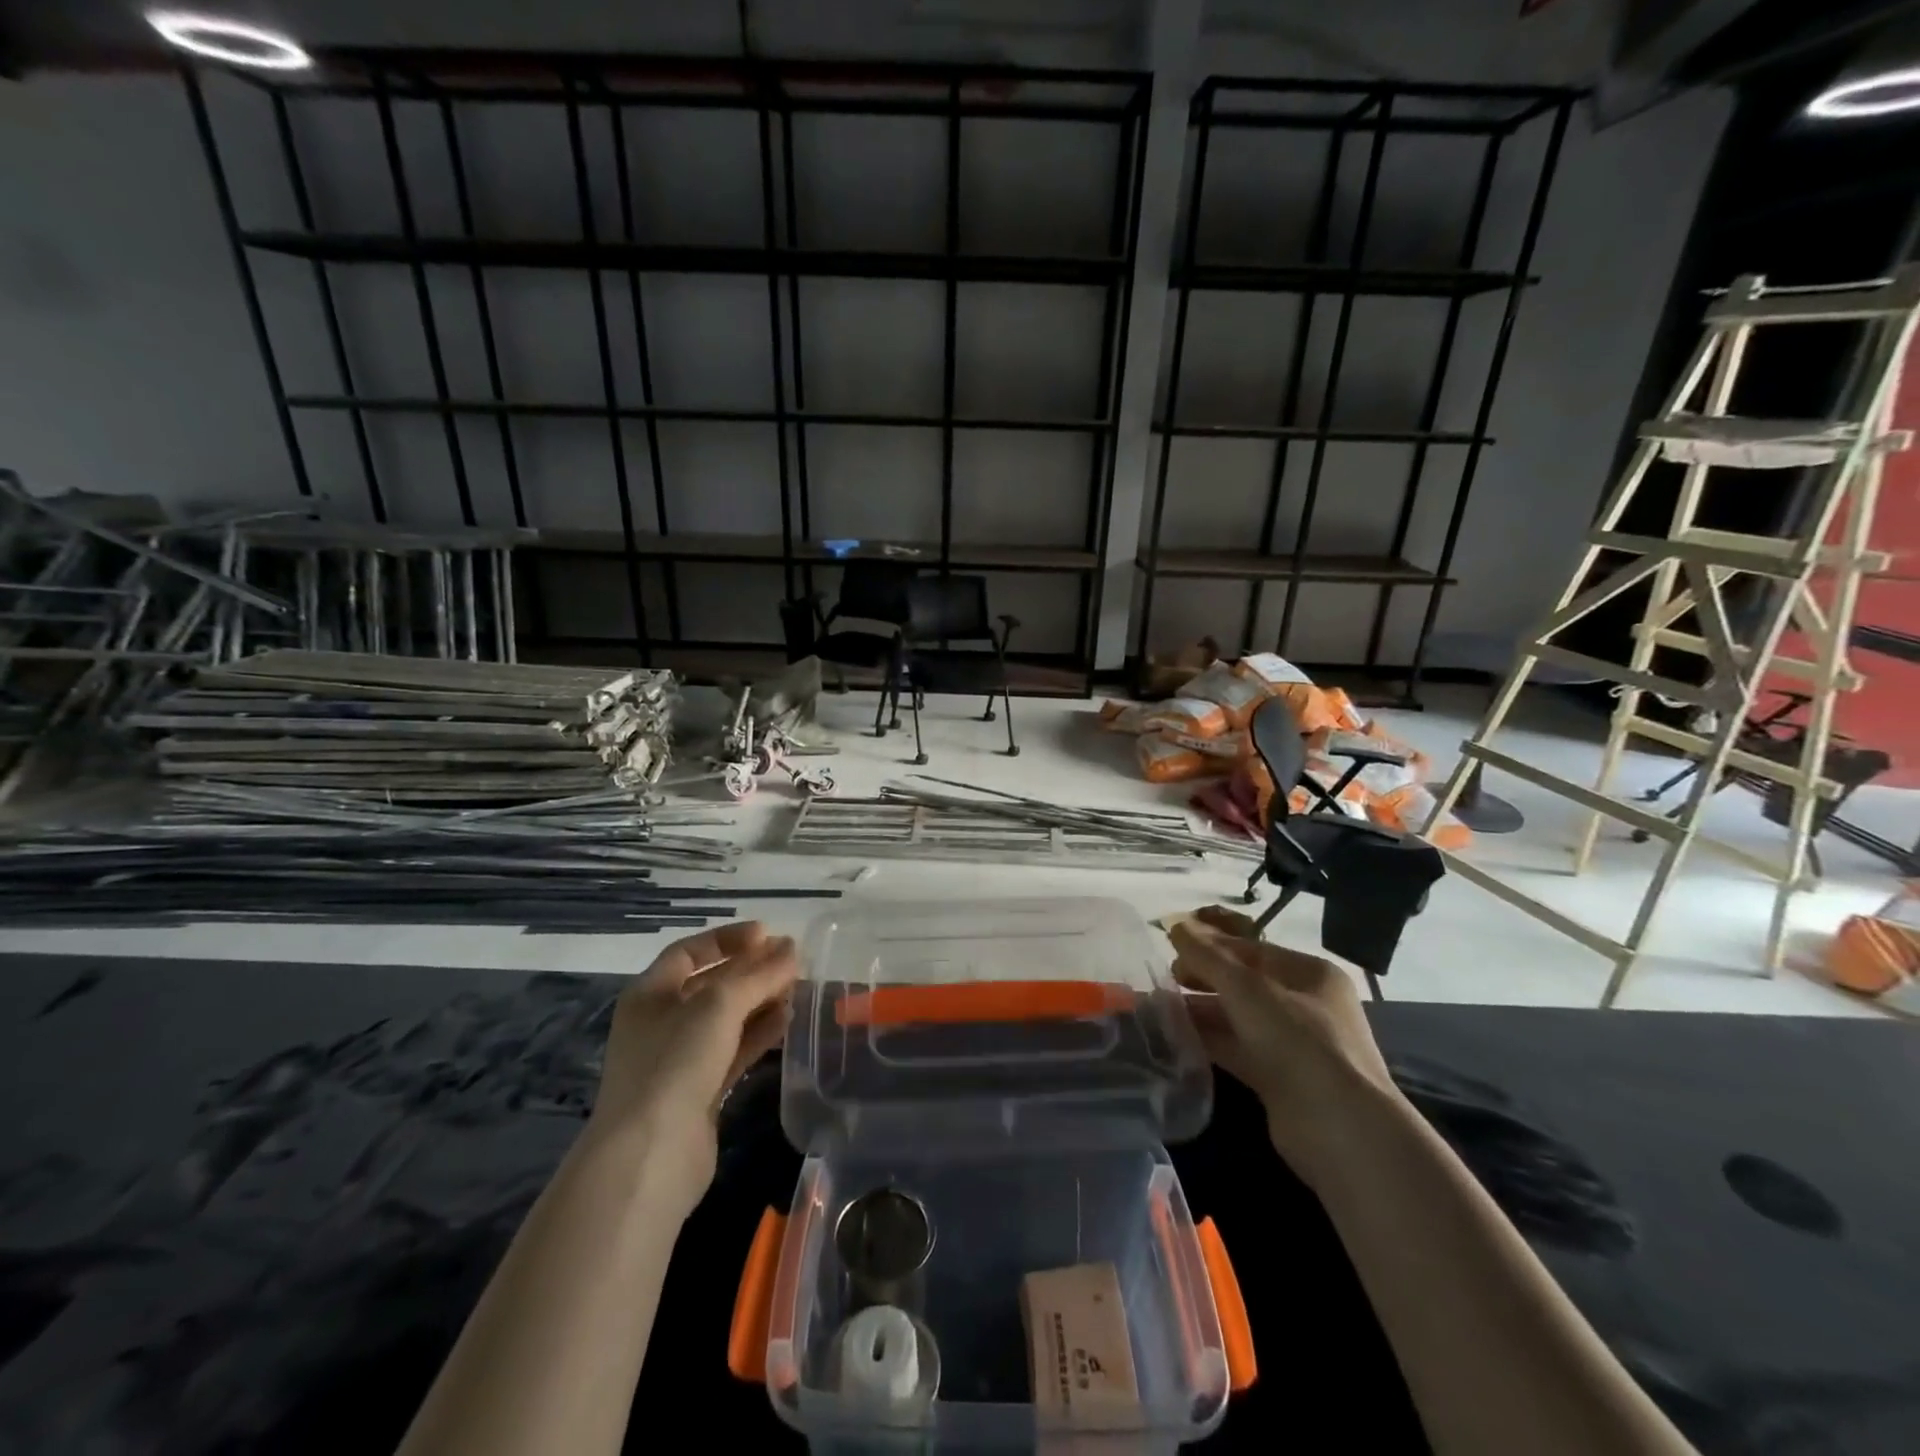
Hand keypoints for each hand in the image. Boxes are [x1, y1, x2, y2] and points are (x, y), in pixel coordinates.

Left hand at [585, 921, 800, 1209]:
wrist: (650, 1156)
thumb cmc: (674, 1063)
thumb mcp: (718, 1005)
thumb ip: (758, 974)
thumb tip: (791, 949)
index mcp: (650, 994)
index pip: (690, 952)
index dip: (728, 939)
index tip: (768, 934)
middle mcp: (661, 1022)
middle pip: (711, 985)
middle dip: (751, 970)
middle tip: (792, 961)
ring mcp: (679, 1059)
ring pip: (726, 1019)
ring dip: (760, 1001)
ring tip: (798, 988)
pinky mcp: (700, 1091)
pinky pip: (734, 1050)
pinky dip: (759, 1034)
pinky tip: (787, 1022)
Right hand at [1170, 905, 1402, 1181]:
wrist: (1339, 1131)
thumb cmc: (1298, 1042)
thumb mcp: (1247, 989)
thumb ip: (1208, 956)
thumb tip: (1176, 924)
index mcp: (1309, 974)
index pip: (1251, 948)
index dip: (1210, 943)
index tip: (1170, 945)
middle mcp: (1305, 1005)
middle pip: (1243, 982)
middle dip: (1202, 977)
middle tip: (1164, 978)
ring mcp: (1293, 1044)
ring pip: (1237, 1017)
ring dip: (1201, 1010)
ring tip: (1159, 1006)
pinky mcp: (1278, 1078)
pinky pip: (1237, 1047)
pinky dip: (1209, 1040)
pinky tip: (1176, 1036)